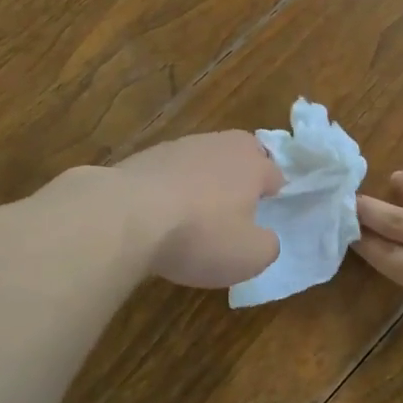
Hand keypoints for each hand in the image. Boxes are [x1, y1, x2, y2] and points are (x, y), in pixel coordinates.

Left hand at [115, 131, 283, 288]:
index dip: (274, 195)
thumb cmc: (200, 234)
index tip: (265, 217)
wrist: (126, 216)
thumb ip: (268, 245)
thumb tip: (265, 237)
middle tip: (237, 204)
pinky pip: (171, 170)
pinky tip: (161, 212)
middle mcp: (220, 145)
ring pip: (204, 158)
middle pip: (241, 153)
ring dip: (204, 179)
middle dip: (243, 173)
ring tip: (194, 212)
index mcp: (253, 164)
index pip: (275, 173)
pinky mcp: (146, 156)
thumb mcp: (249, 256)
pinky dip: (172, 186)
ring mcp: (180, 146)